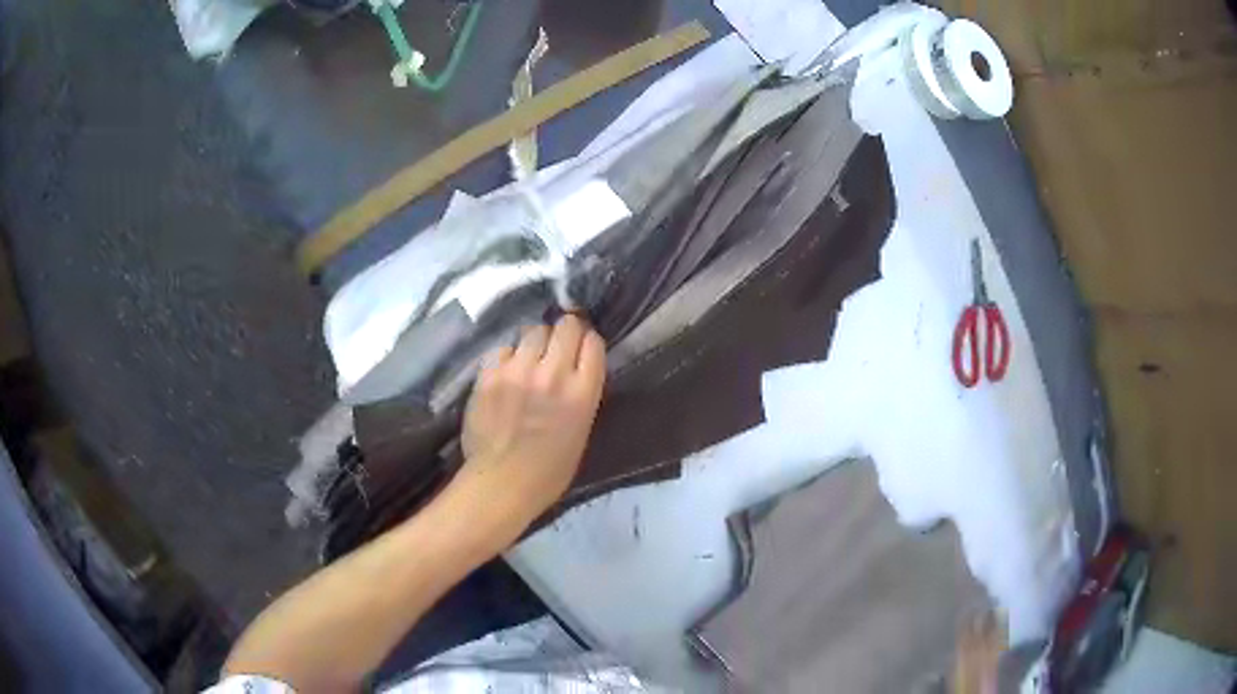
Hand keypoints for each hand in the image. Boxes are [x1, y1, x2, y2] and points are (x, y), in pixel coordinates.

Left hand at [458, 315, 606, 527]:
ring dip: (534, 343)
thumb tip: (575, 369)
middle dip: (563, 333)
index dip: (587, 343)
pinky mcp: (490, 373)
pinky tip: (505, 376)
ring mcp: (518, 370)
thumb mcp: (582, 431)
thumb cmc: (549, 471)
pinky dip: (507, 358)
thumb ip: (581, 393)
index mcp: (582, 393)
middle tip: (555, 349)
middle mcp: (553, 373)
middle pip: (565, 326)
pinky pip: (503, 349)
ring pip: (532, 332)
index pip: (592, 342)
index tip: (581, 350)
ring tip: (528, 361)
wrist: (502, 483)